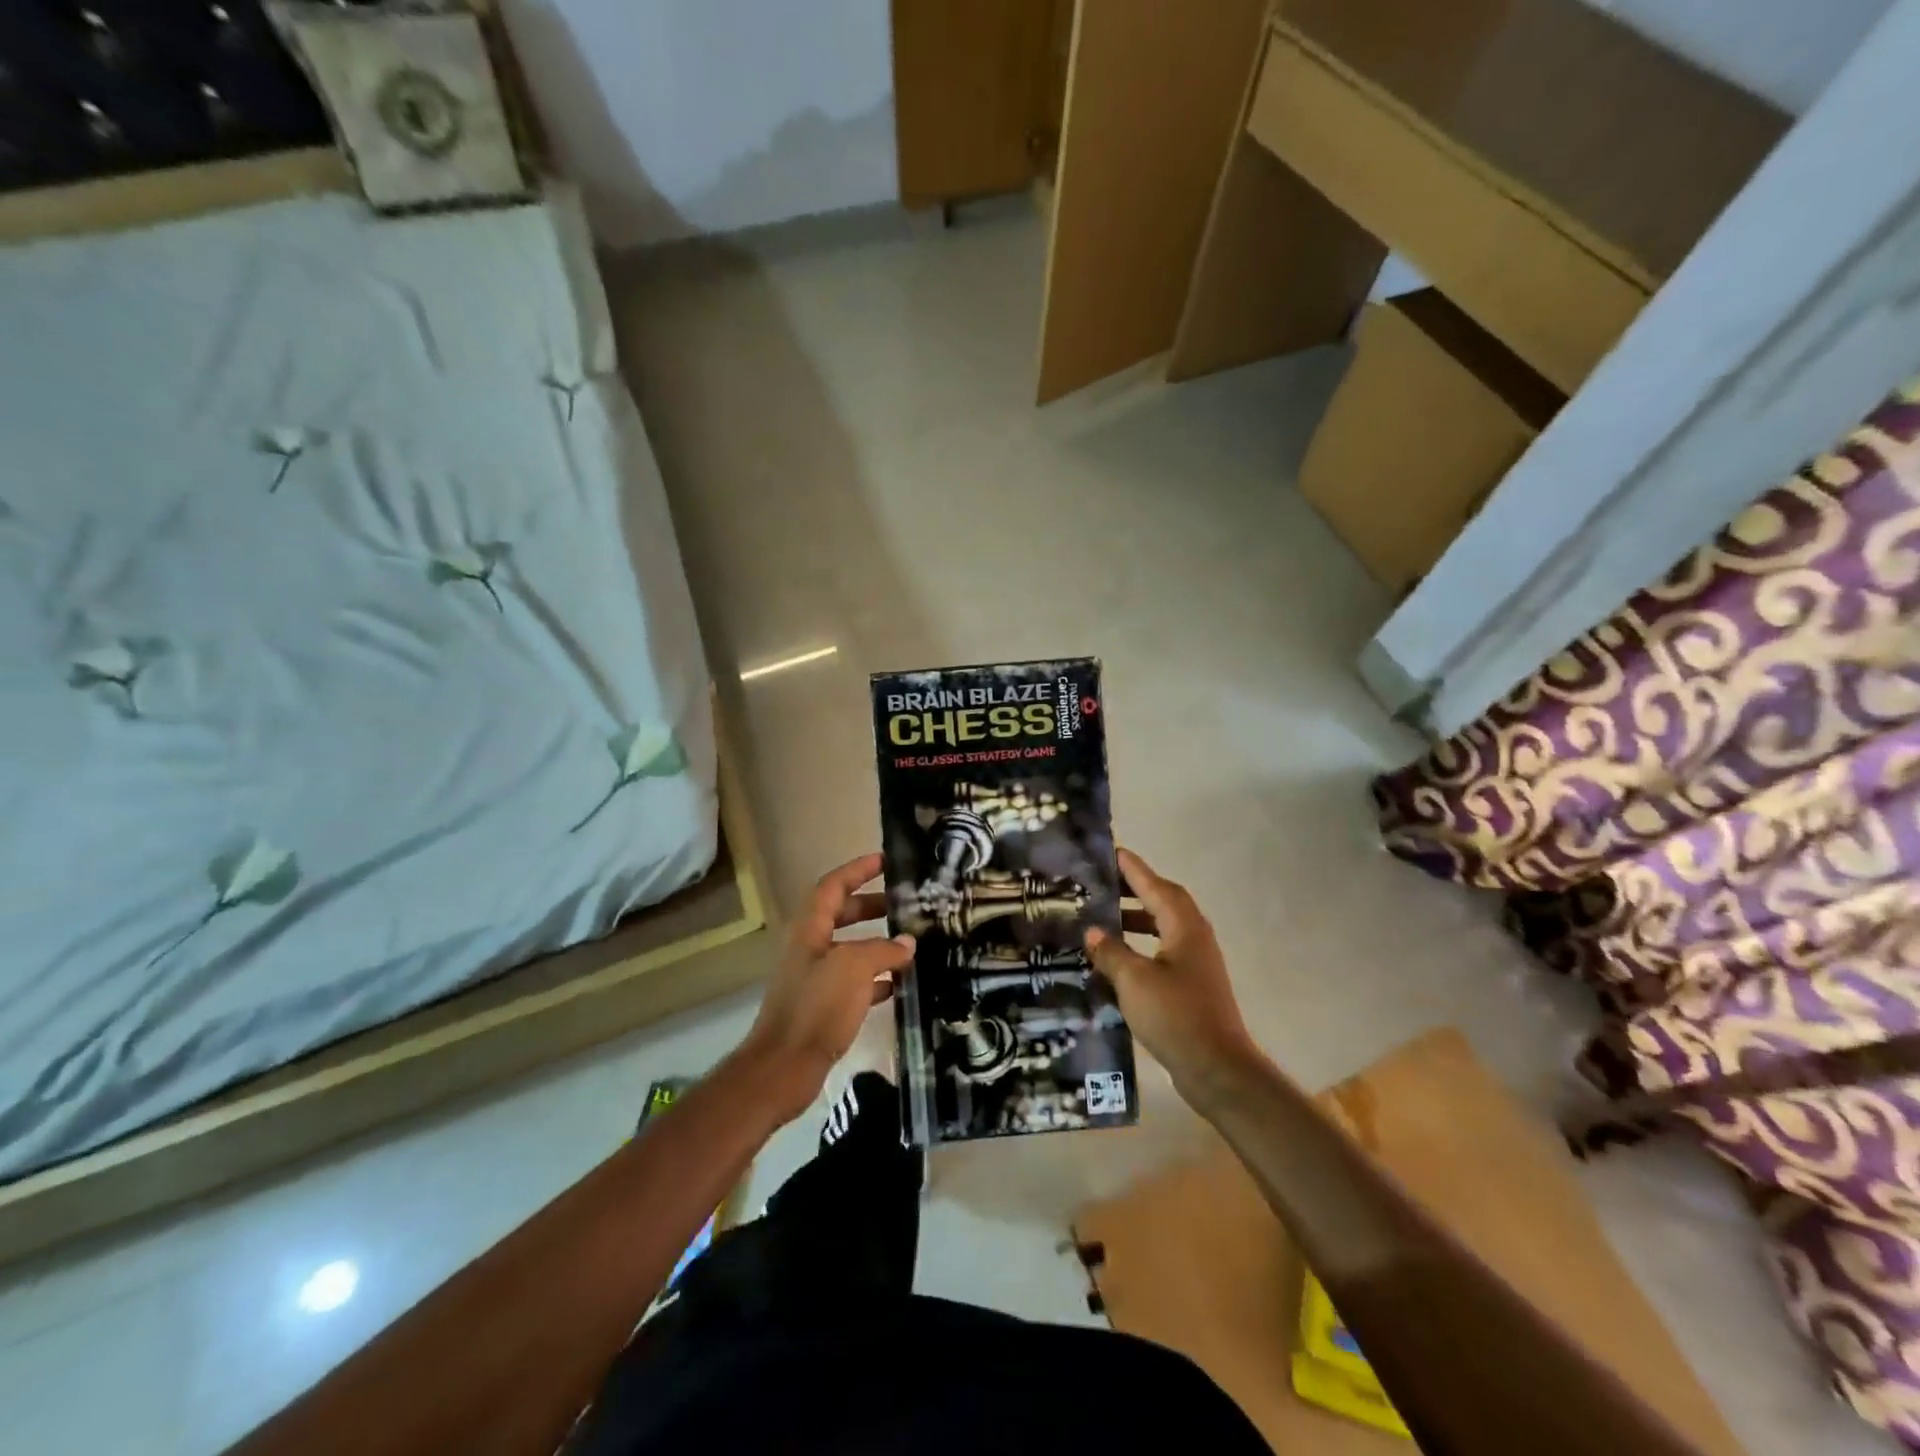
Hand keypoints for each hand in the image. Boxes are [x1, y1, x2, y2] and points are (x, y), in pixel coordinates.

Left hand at [735, 853, 914, 1121]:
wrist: (784, 1067)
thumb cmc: (816, 1007)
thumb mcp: (854, 968)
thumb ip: (883, 950)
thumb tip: (907, 944)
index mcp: (810, 929)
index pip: (833, 886)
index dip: (858, 870)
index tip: (885, 861)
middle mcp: (810, 947)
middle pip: (842, 914)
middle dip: (872, 905)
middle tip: (905, 904)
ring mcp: (815, 978)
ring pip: (850, 948)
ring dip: (877, 942)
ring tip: (911, 943)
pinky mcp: (823, 1006)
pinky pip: (854, 981)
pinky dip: (876, 977)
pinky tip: (900, 983)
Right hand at [1085, 848, 1261, 1101]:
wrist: (1217, 1069)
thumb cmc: (1176, 1016)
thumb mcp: (1134, 980)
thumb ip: (1111, 952)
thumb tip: (1092, 932)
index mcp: (1184, 927)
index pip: (1156, 886)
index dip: (1134, 869)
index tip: (1113, 852)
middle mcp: (1194, 938)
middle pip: (1164, 902)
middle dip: (1135, 890)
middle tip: (1103, 884)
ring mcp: (1196, 964)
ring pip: (1164, 928)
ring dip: (1136, 920)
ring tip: (1104, 920)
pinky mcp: (1192, 987)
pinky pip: (1163, 952)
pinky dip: (1141, 947)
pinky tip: (1118, 960)